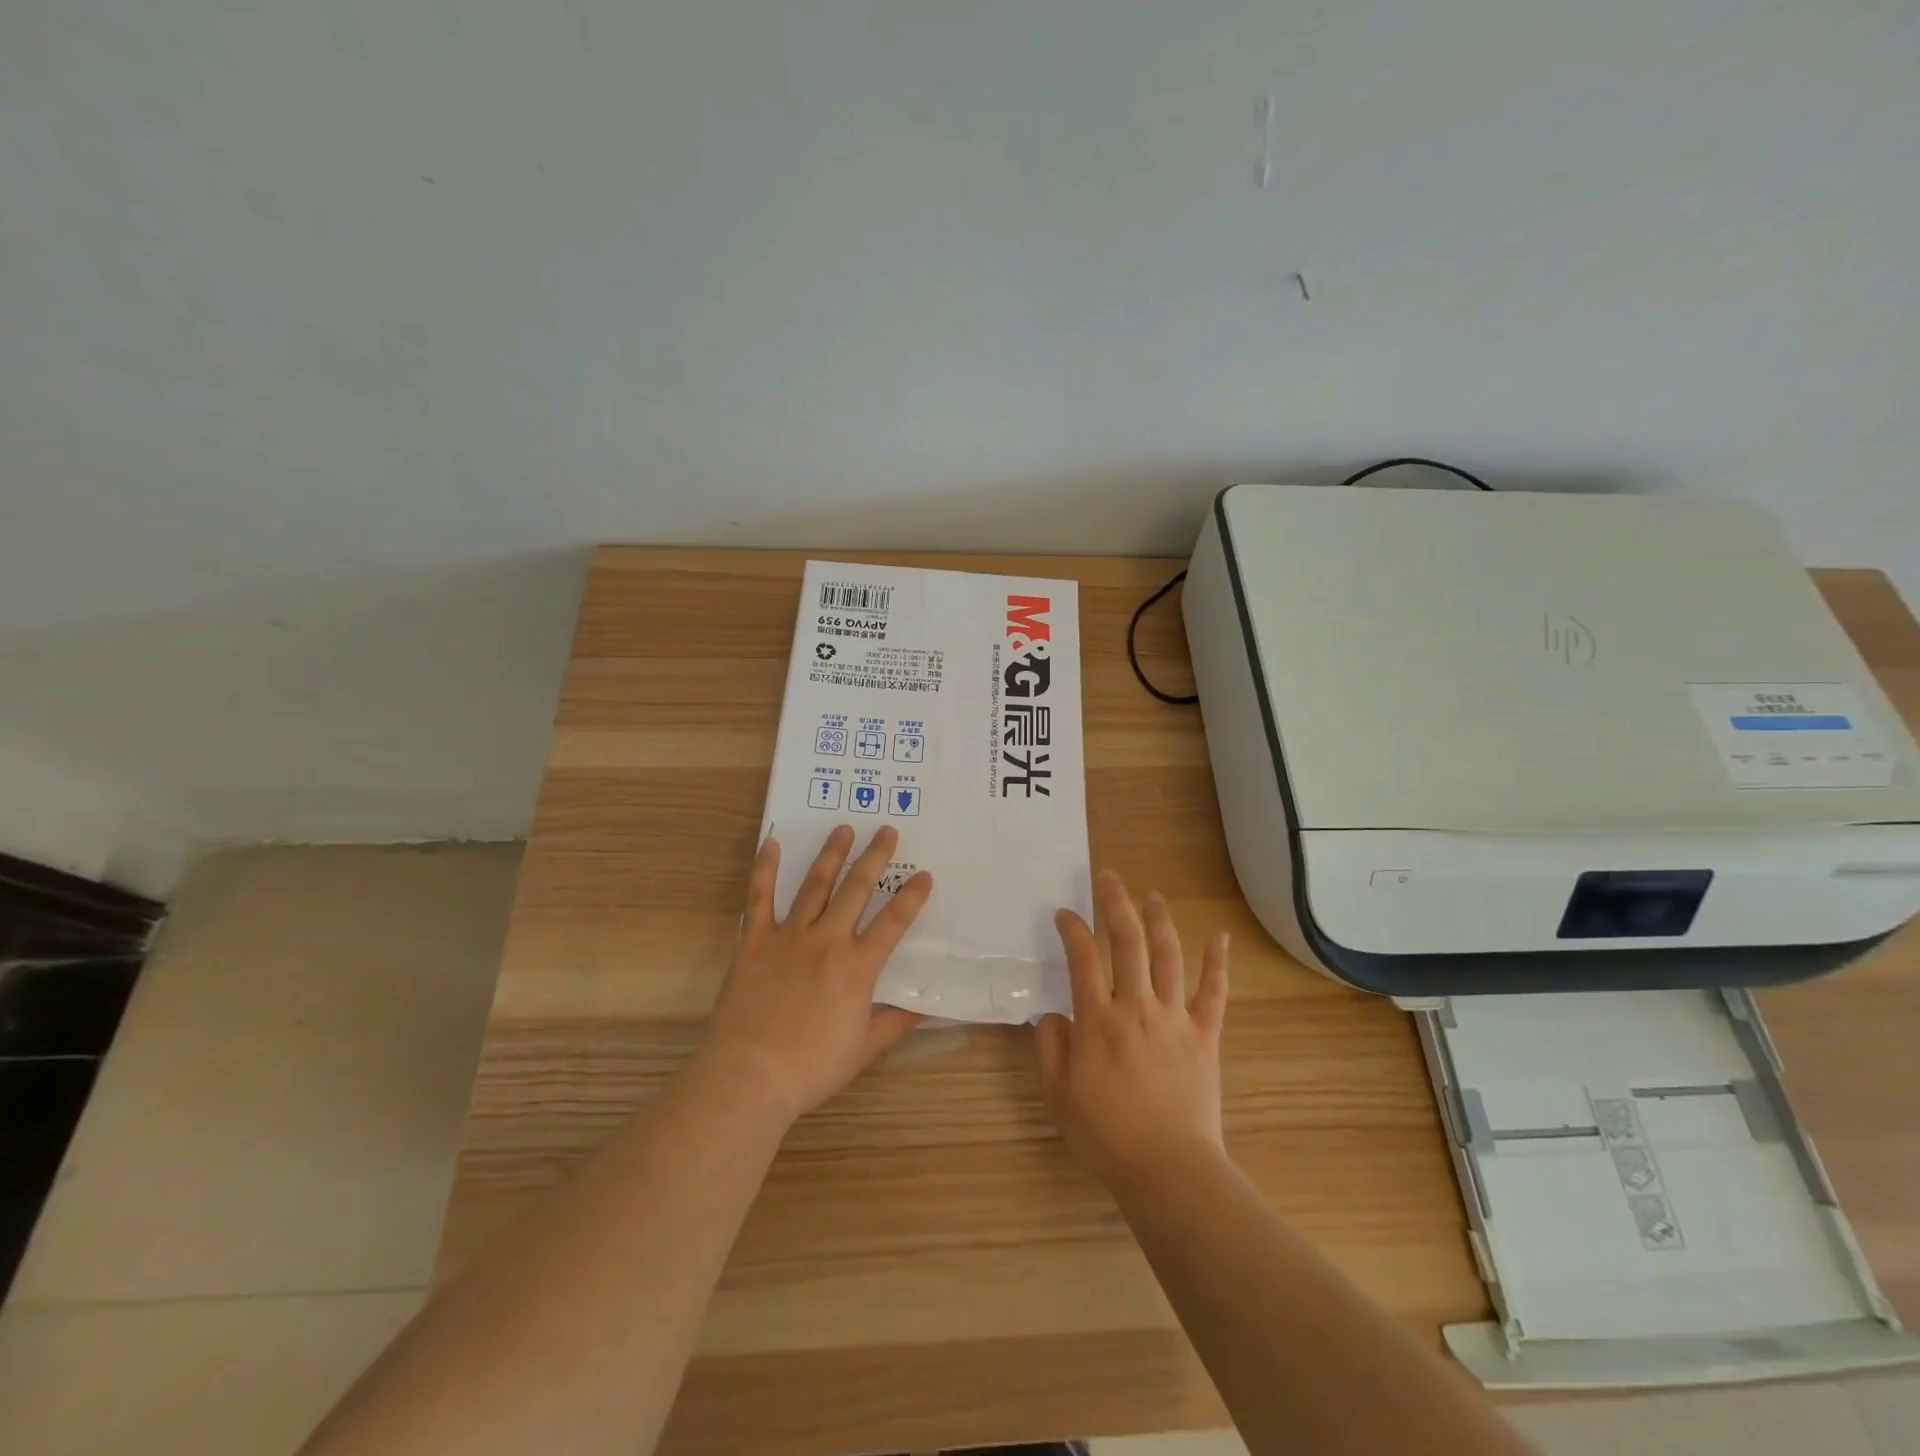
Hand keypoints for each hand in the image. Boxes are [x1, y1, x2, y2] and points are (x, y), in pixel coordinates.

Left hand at [695, 824, 932, 1126]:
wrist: (750, 1075)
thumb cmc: (811, 1066)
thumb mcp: (863, 1049)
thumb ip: (895, 1023)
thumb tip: (926, 1007)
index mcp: (858, 967)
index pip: (893, 922)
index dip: (912, 897)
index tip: (924, 875)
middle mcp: (828, 940)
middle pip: (857, 889)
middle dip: (875, 857)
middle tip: (887, 831)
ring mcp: (790, 936)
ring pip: (816, 885)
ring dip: (832, 855)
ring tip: (843, 829)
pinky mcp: (755, 940)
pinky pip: (760, 897)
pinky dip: (765, 869)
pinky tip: (773, 844)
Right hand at [1038, 869, 1229, 1190]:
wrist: (1169, 1170)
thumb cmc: (1106, 1135)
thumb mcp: (1057, 1095)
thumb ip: (1050, 1048)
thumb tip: (1054, 1015)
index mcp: (1098, 1020)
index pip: (1082, 958)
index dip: (1072, 929)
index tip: (1064, 913)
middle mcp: (1136, 1007)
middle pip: (1128, 941)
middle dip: (1116, 903)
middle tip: (1109, 877)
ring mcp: (1175, 1018)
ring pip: (1168, 956)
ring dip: (1159, 921)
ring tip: (1152, 895)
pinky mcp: (1205, 1036)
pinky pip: (1214, 993)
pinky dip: (1217, 963)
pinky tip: (1219, 937)